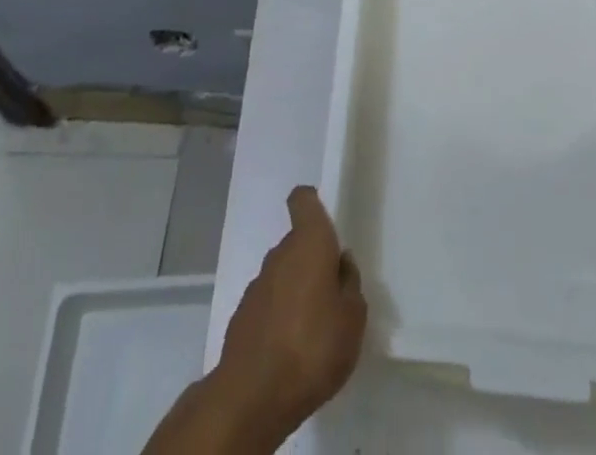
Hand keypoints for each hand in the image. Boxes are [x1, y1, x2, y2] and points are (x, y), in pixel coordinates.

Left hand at [208, 187, 366, 447]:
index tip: (326, 223)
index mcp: (309, 243)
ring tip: (315, 330)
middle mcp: (280, 254)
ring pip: (283, 275)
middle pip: (298, 243)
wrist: (254, 395)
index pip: (303, 200)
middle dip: (314, 262)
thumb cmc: (313, 346)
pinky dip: (280, 317)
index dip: (313, 204)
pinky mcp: (243, 316)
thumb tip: (341, 264)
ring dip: (297, 292)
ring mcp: (257, 285)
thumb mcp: (353, 318)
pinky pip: (269, 304)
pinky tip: (291, 350)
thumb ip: (350, 284)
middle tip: (333, 295)